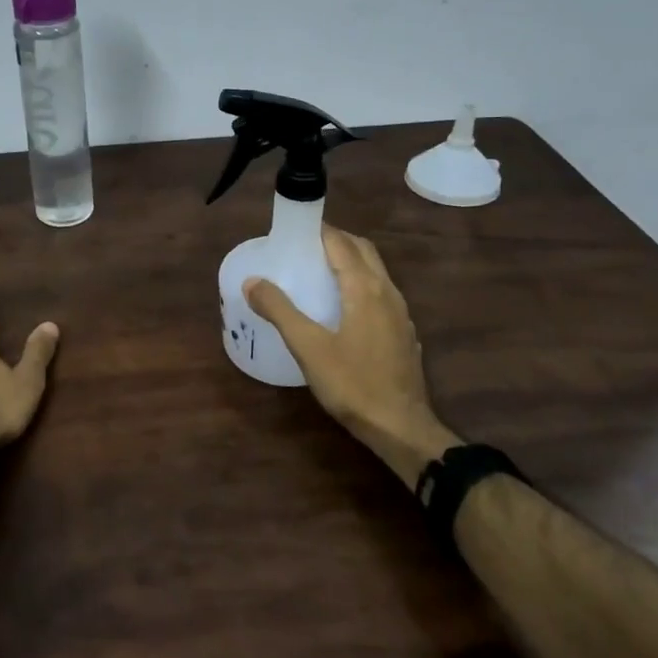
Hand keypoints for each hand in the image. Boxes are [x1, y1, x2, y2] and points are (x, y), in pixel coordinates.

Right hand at [244, 226, 455, 485]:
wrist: (401, 427)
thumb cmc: (352, 384)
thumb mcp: (308, 347)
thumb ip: (279, 310)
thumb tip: (253, 281)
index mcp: (365, 288)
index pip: (341, 243)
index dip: (318, 231)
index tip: (292, 230)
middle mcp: (388, 292)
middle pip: (363, 251)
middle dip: (336, 241)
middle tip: (304, 247)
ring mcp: (401, 314)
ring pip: (376, 272)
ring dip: (350, 262)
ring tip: (319, 273)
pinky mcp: (404, 333)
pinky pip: (381, 294)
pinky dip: (361, 285)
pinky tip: (343, 309)